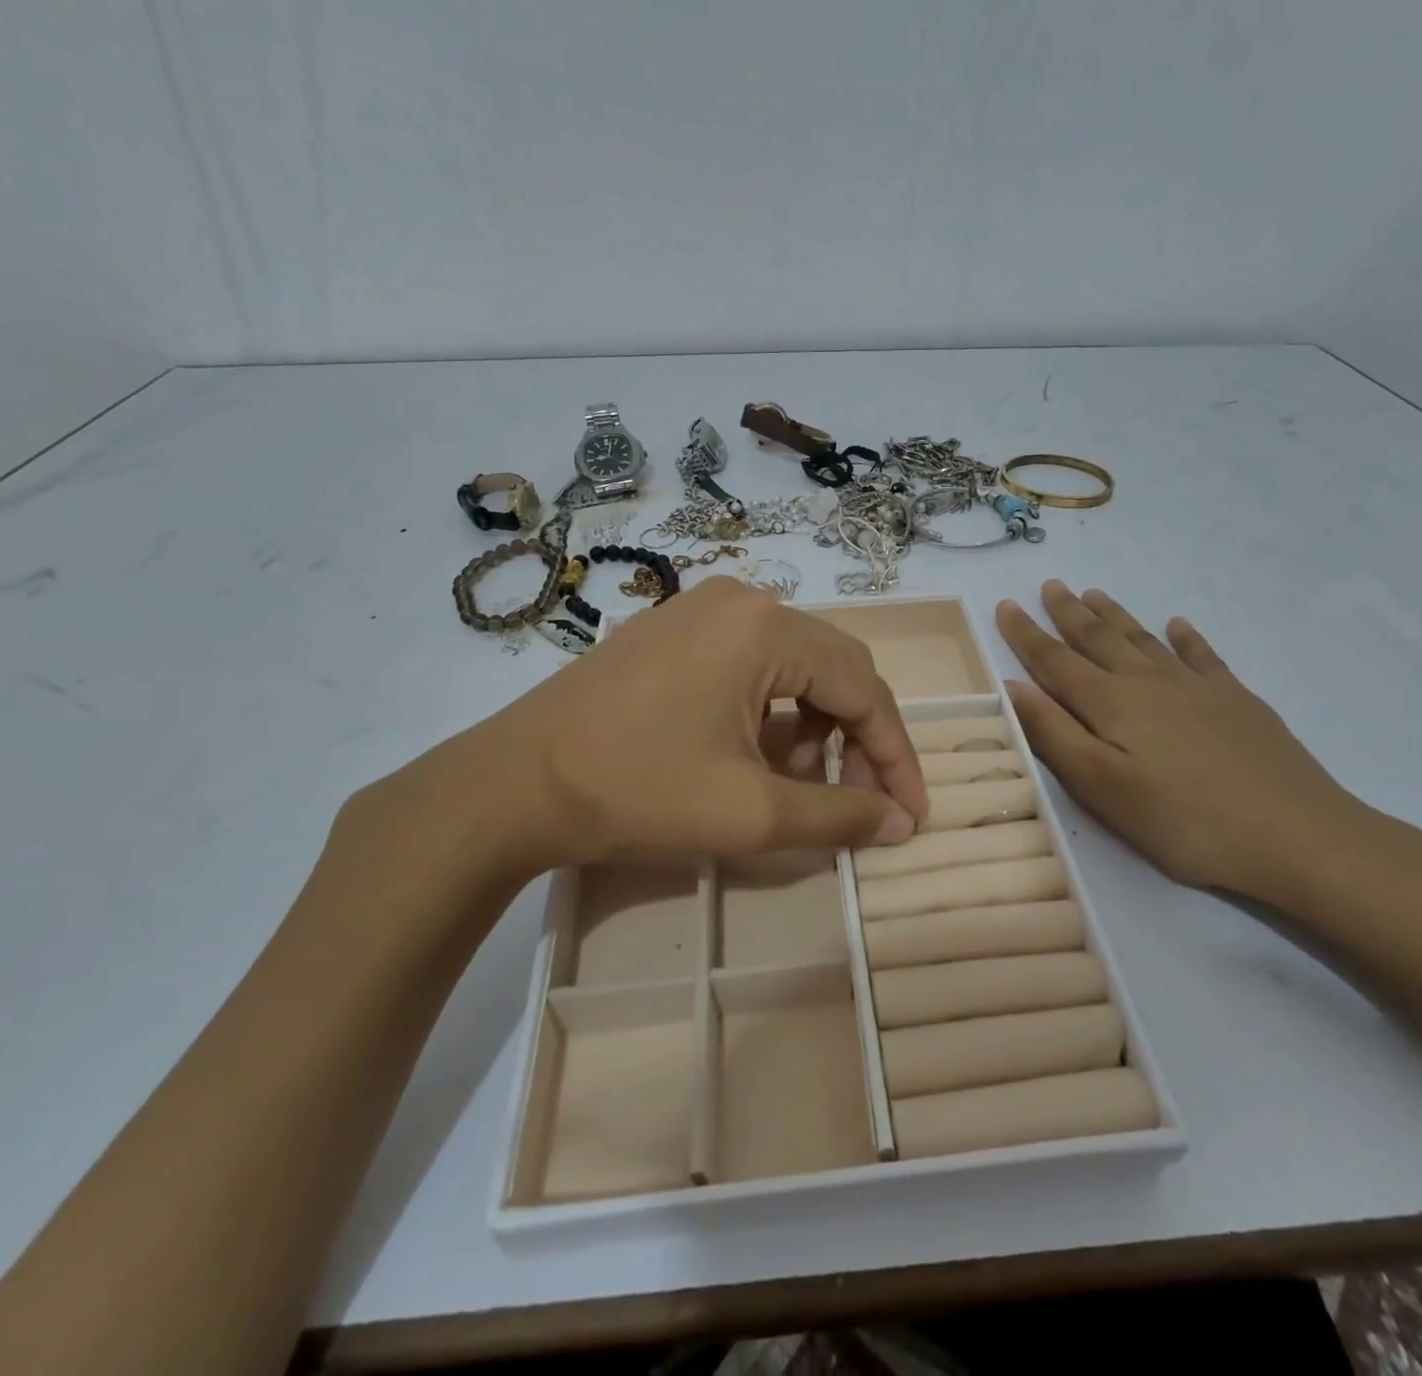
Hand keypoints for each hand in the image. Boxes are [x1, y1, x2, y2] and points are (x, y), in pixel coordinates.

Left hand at [343, 578, 927, 902]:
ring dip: (813, 726)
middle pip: (832, 668)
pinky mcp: (672, 629)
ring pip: (792, 666)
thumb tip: (901, 824)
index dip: (894, 754)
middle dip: (856, 739)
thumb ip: (839, 816)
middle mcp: (741, 599)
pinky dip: (770, 711)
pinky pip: (749, 663)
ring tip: (799, 784)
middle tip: (863, 801)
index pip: (862, 688)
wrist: (509, 787)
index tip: (912, 813)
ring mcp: (700, 608)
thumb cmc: (635, 793)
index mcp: (765, 628)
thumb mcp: (750, 814)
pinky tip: (754, 754)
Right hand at [996, 581, 1381, 903]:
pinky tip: (1178, 624)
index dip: (1027, 634)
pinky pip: (1202, 655)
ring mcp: (1197, 687)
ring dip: (1115, 615)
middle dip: (1069, 612)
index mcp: (1111, 703)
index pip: (1055, 660)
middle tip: (1051, 585)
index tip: (1006, 604)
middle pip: (1099, 639)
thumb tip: (1012, 685)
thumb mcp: (1102, 788)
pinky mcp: (1236, 700)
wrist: (1295, 834)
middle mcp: (1149, 682)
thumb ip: (1054, 734)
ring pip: (1144, 639)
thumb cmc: (1183, 821)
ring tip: (1094, 593)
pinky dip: (1186, 637)